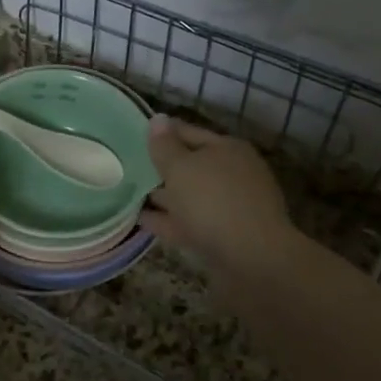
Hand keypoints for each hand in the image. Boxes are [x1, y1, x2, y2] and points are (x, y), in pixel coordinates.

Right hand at [141, 116, 297, 275]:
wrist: (253, 261)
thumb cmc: (214, 202)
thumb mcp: (181, 168)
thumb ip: (165, 146)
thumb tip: (158, 119)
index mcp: (227, 149)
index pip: (188, 132)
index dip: (161, 133)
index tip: (132, 137)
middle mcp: (232, 174)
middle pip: (191, 165)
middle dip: (162, 167)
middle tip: (127, 167)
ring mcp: (230, 207)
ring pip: (190, 196)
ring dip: (164, 196)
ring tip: (128, 194)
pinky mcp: (224, 236)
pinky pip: (189, 222)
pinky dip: (167, 221)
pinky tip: (141, 221)